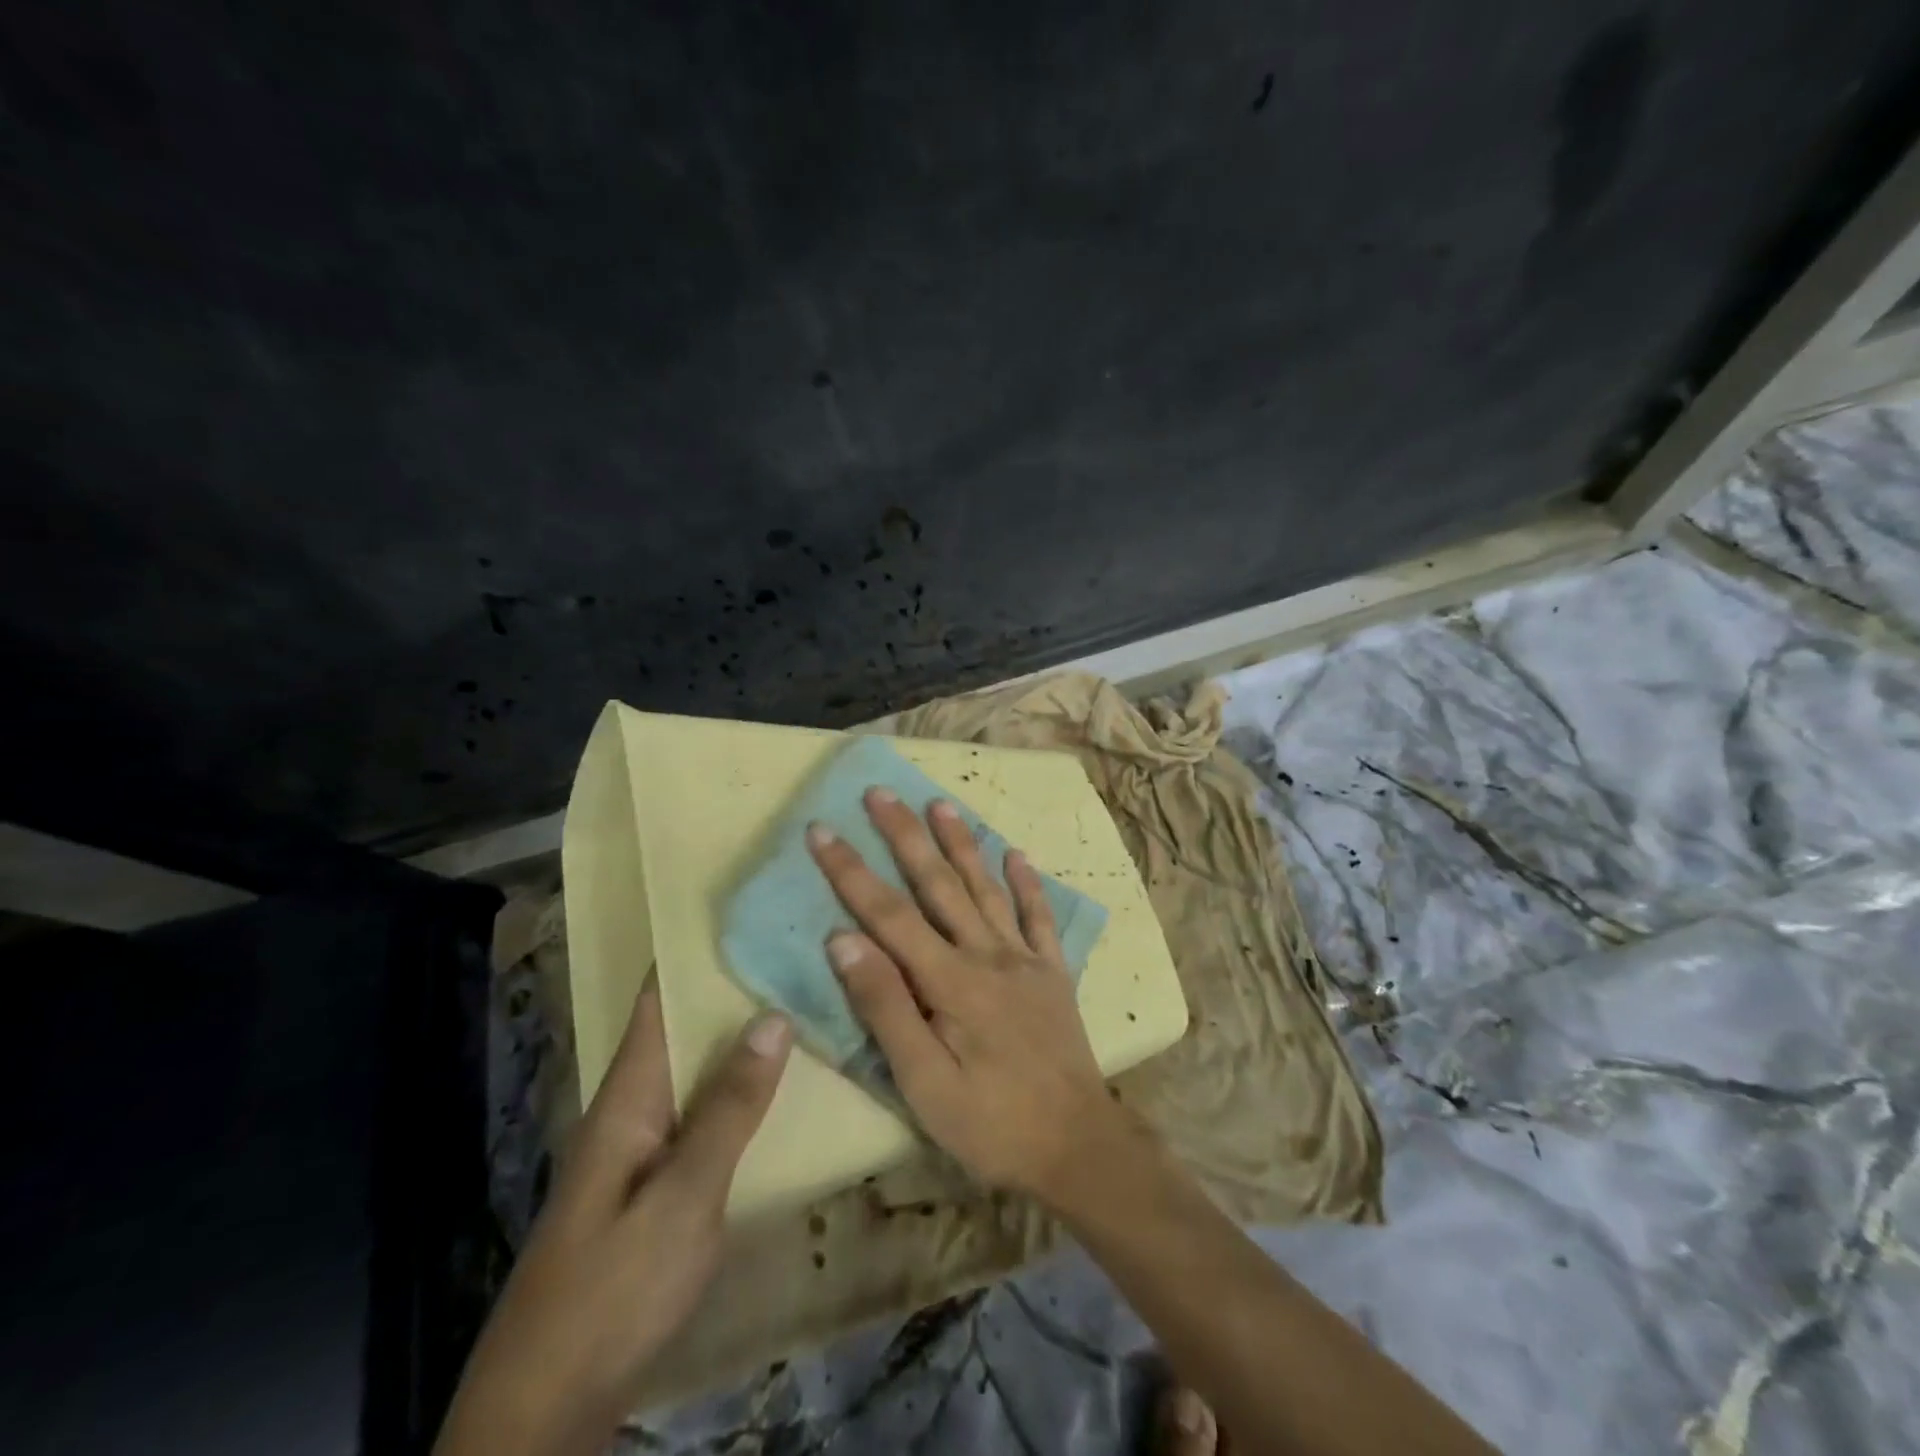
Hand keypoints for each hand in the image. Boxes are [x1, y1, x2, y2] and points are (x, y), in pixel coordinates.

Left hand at [434, 982, 790, 1455]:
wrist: (547, 1405)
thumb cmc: (613, 1287)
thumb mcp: (682, 1197)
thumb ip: (728, 1109)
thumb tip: (772, 1015)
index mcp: (628, 1095)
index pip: (658, 999)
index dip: (694, 951)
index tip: (746, 910)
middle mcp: (634, 1106)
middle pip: (683, 1028)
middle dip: (732, 986)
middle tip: (796, 947)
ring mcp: (644, 1146)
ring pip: (697, 1068)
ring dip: (739, 1035)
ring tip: (801, 998)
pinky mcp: (658, 1181)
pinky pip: (704, 1109)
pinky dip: (739, 1085)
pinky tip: (780, 1084)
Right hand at [805, 787, 1125, 1202]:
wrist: (1078, 1146)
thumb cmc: (991, 1123)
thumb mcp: (924, 1082)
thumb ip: (885, 1007)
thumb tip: (843, 940)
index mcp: (951, 981)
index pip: (889, 914)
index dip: (851, 871)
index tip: (822, 830)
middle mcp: (988, 954)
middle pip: (939, 884)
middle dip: (905, 836)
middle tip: (880, 792)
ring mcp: (1025, 959)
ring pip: (986, 888)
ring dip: (961, 843)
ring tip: (939, 804)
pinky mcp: (1053, 971)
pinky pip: (1040, 916)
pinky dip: (1027, 883)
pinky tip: (1017, 854)